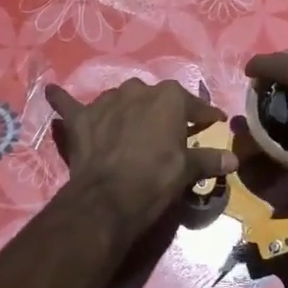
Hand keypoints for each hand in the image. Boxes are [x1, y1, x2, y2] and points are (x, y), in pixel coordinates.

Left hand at [44, 79, 237, 233]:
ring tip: (130, 127)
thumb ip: (209, 160)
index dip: (204, 117)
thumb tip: (234, 160)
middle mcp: (139, 91)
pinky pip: (69, 104)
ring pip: (120, 99)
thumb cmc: (156, 179)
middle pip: (155, 99)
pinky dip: (62, 99)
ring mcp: (107, 101)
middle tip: (167, 133)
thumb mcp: (186, 171)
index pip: (193, 106)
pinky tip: (52, 90)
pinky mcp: (81, 118)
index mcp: (169, 98)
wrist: (109, 198)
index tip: (212, 123)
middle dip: (162, 112)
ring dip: (126, 109)